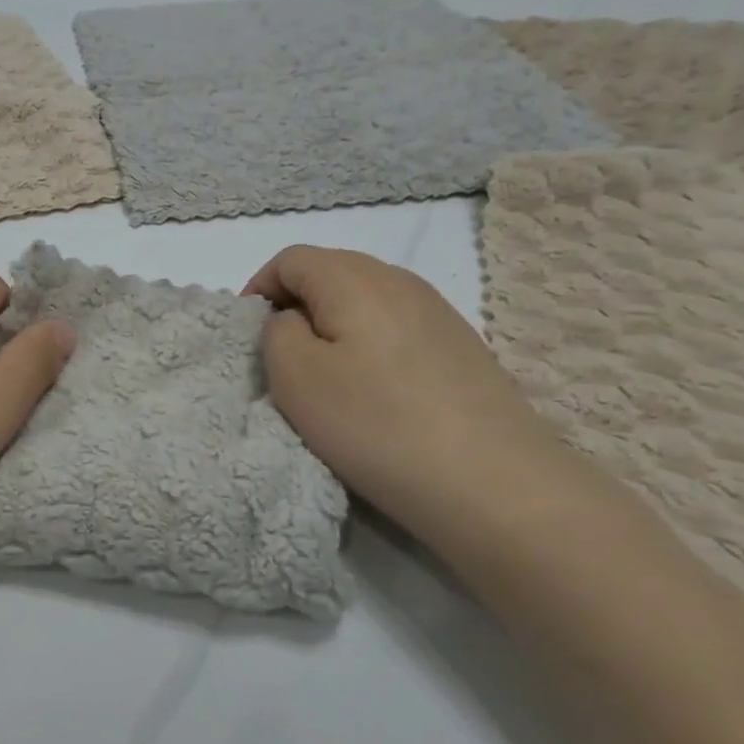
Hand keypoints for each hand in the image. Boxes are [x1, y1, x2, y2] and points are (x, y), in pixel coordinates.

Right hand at [245, 245, 561, 531]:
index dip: (259, 289)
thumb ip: (276, 331)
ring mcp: (439, 311)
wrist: (493, 484)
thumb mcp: (295, 377)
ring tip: (328, 376)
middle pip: (331, 271)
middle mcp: (400, 279)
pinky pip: (398, 326)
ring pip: (366, 299)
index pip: (290, 259)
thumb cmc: (376, 425)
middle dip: (296, 305)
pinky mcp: (463, 346)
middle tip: (283, 357)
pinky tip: (377, 390)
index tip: (250, 337)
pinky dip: (371, 344)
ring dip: (335, 325)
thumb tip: (294, 320)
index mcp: (354, 278)